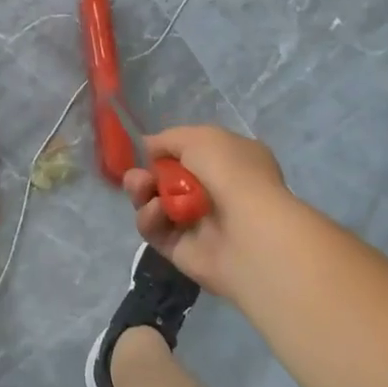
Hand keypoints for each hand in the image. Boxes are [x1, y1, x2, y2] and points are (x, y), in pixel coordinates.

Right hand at [122, 125, 291, 299]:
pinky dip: (150, 218)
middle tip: (139, 176)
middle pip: (166, 179)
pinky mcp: (181, 249)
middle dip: (146, 173)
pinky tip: (158, 212)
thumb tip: (148, 146)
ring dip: (142, 192)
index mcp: (230, 161)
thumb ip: (169, 139)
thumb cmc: (231, 174)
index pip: (190, 153)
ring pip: (156, 203)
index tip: (147, 150)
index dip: (166, 150)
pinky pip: (155, 230)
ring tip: (141, 188)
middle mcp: (215, 191)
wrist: (248, 232)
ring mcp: (198, 222)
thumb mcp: (200, 137)